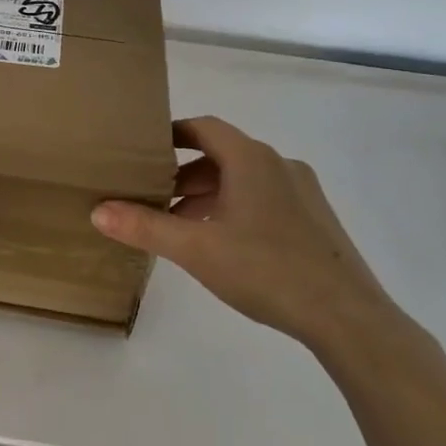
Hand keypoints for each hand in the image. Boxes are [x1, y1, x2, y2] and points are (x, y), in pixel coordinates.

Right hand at [90, 116, 397, 349]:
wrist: (348, 317)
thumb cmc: (266, 270)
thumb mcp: (196, 249)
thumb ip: (145, 227)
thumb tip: (98, 210)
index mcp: (251, 159)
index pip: (204, 128)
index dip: (172, 134)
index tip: (145, 149)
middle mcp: (279, 164)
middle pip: (222, 155)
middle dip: (185, 173)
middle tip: (155, 196)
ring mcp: (303, 192)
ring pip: (244, 179)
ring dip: (210, 194)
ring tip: (182, 225)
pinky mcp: (316, 219)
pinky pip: (266, 198)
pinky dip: (236, 208)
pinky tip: (224, 244)